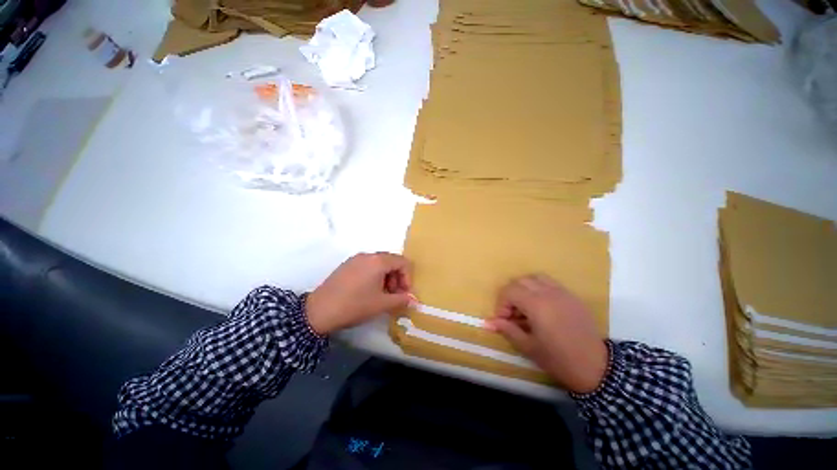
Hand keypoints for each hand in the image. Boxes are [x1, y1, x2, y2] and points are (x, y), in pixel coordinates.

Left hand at [306, 253, 413, 334]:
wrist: (319, 311)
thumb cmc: (354, 305)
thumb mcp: (381, 304)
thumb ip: (401, 300)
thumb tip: (414, 300)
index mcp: (378, 261)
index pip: (403, 262)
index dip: (408, 278)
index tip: (404, 294)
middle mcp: (368, 255)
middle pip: (392, 261)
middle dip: (398, 278)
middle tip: (395, 295)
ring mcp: (356, 259)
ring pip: (380, 263)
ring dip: (387, 277)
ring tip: (382, 295)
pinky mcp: (347, 265)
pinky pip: (368, 266)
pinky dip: (375, 276)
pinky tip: (369, 291)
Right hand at [486, 275, 607, 393]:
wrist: (596, 368)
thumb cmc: (559, 360)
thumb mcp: (528, 347)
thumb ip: (507, 329)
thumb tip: (487, 323)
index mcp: (537, 305)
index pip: (509, 291)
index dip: (501, 304)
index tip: (503, 320)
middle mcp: (549, 293)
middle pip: (520, 281)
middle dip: (511, 295)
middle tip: (513, 314)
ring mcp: (562, 292)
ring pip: (535, 278)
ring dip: (525, 288)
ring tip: (526, 307)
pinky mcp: (572, 296)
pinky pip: (550, 283)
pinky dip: (539, 289)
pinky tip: (542, 307)